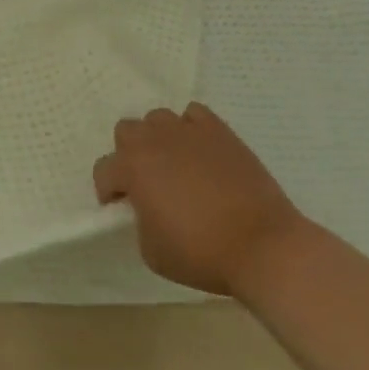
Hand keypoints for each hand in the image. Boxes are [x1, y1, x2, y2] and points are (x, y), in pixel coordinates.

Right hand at [92, 104, 308, 296]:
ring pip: (158, 119)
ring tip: (176, 164)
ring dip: (159, 139)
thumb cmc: (202, 254)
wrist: (264, 247)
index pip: (104, 170)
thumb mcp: (151, 251)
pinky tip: (200, 151)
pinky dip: (191, 128)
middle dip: (130, 155)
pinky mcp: (220, 132)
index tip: (120, 208)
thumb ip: (138, 221)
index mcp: (131, 168)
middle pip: (126, 131)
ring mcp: (188, 132)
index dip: (108, 191)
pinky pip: (194, 115)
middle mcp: (154, 141)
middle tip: (147, 182)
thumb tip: (146, 208)